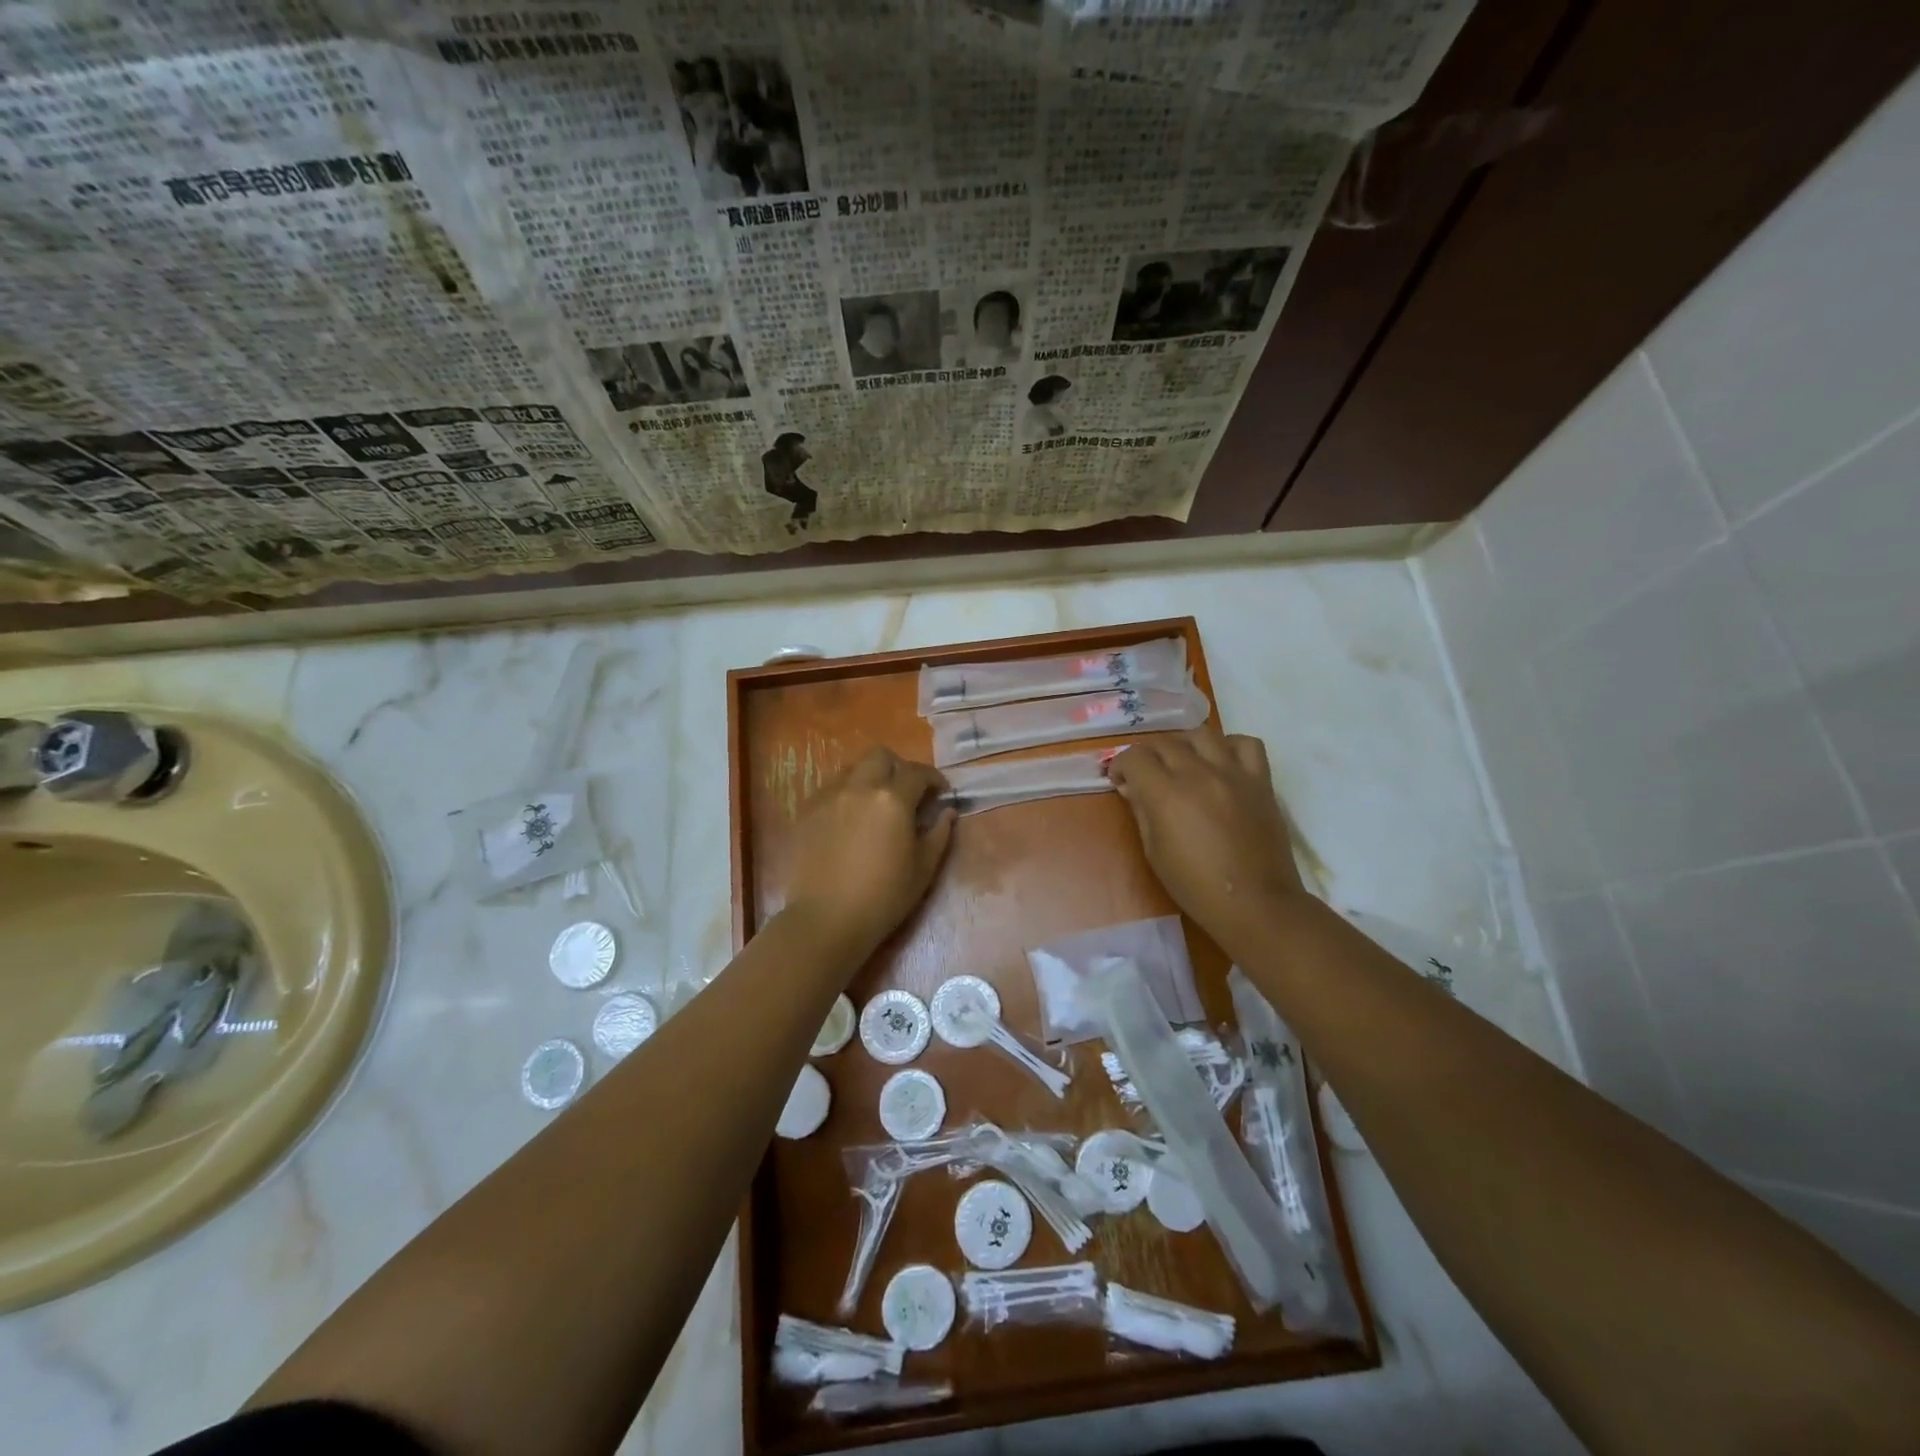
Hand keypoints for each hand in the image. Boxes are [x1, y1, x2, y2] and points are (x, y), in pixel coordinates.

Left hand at [781, 746, 955, 957]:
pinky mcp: (807, 811)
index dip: (933, 779)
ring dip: (870, 777)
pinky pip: (831, 788)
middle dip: (899, 767)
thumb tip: (947, 812)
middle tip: (907, 792)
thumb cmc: (884, 897)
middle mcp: (859, 787)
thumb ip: (939, 833)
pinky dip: (846, 793)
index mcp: (892, 799)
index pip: (917, 772)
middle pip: (881, 756)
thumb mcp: (924, 868)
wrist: (826, 919)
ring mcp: (829, 796)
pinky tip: (850, 818)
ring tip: (876, 803)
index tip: (940, 793)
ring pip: (853, 768)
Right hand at [1108, 729, 1304, 935]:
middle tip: (1145, 774)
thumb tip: (1132, 787)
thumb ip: (1141, 811)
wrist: (1255, 904)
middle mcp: (1199, 774)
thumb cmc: (1196, 886)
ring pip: (1202, 734)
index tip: (1120, 780)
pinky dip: (1229, 746)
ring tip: (1182, 762)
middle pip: (1165, 743)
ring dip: (1184, 744)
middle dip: (1147, 755)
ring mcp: (1234, 774)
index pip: (1135, 758)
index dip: (1121, 765)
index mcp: (1167, 795)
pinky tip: (1221, 763)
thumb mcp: (1154, 852)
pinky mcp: (1261, 781)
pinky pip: (1247, 744)